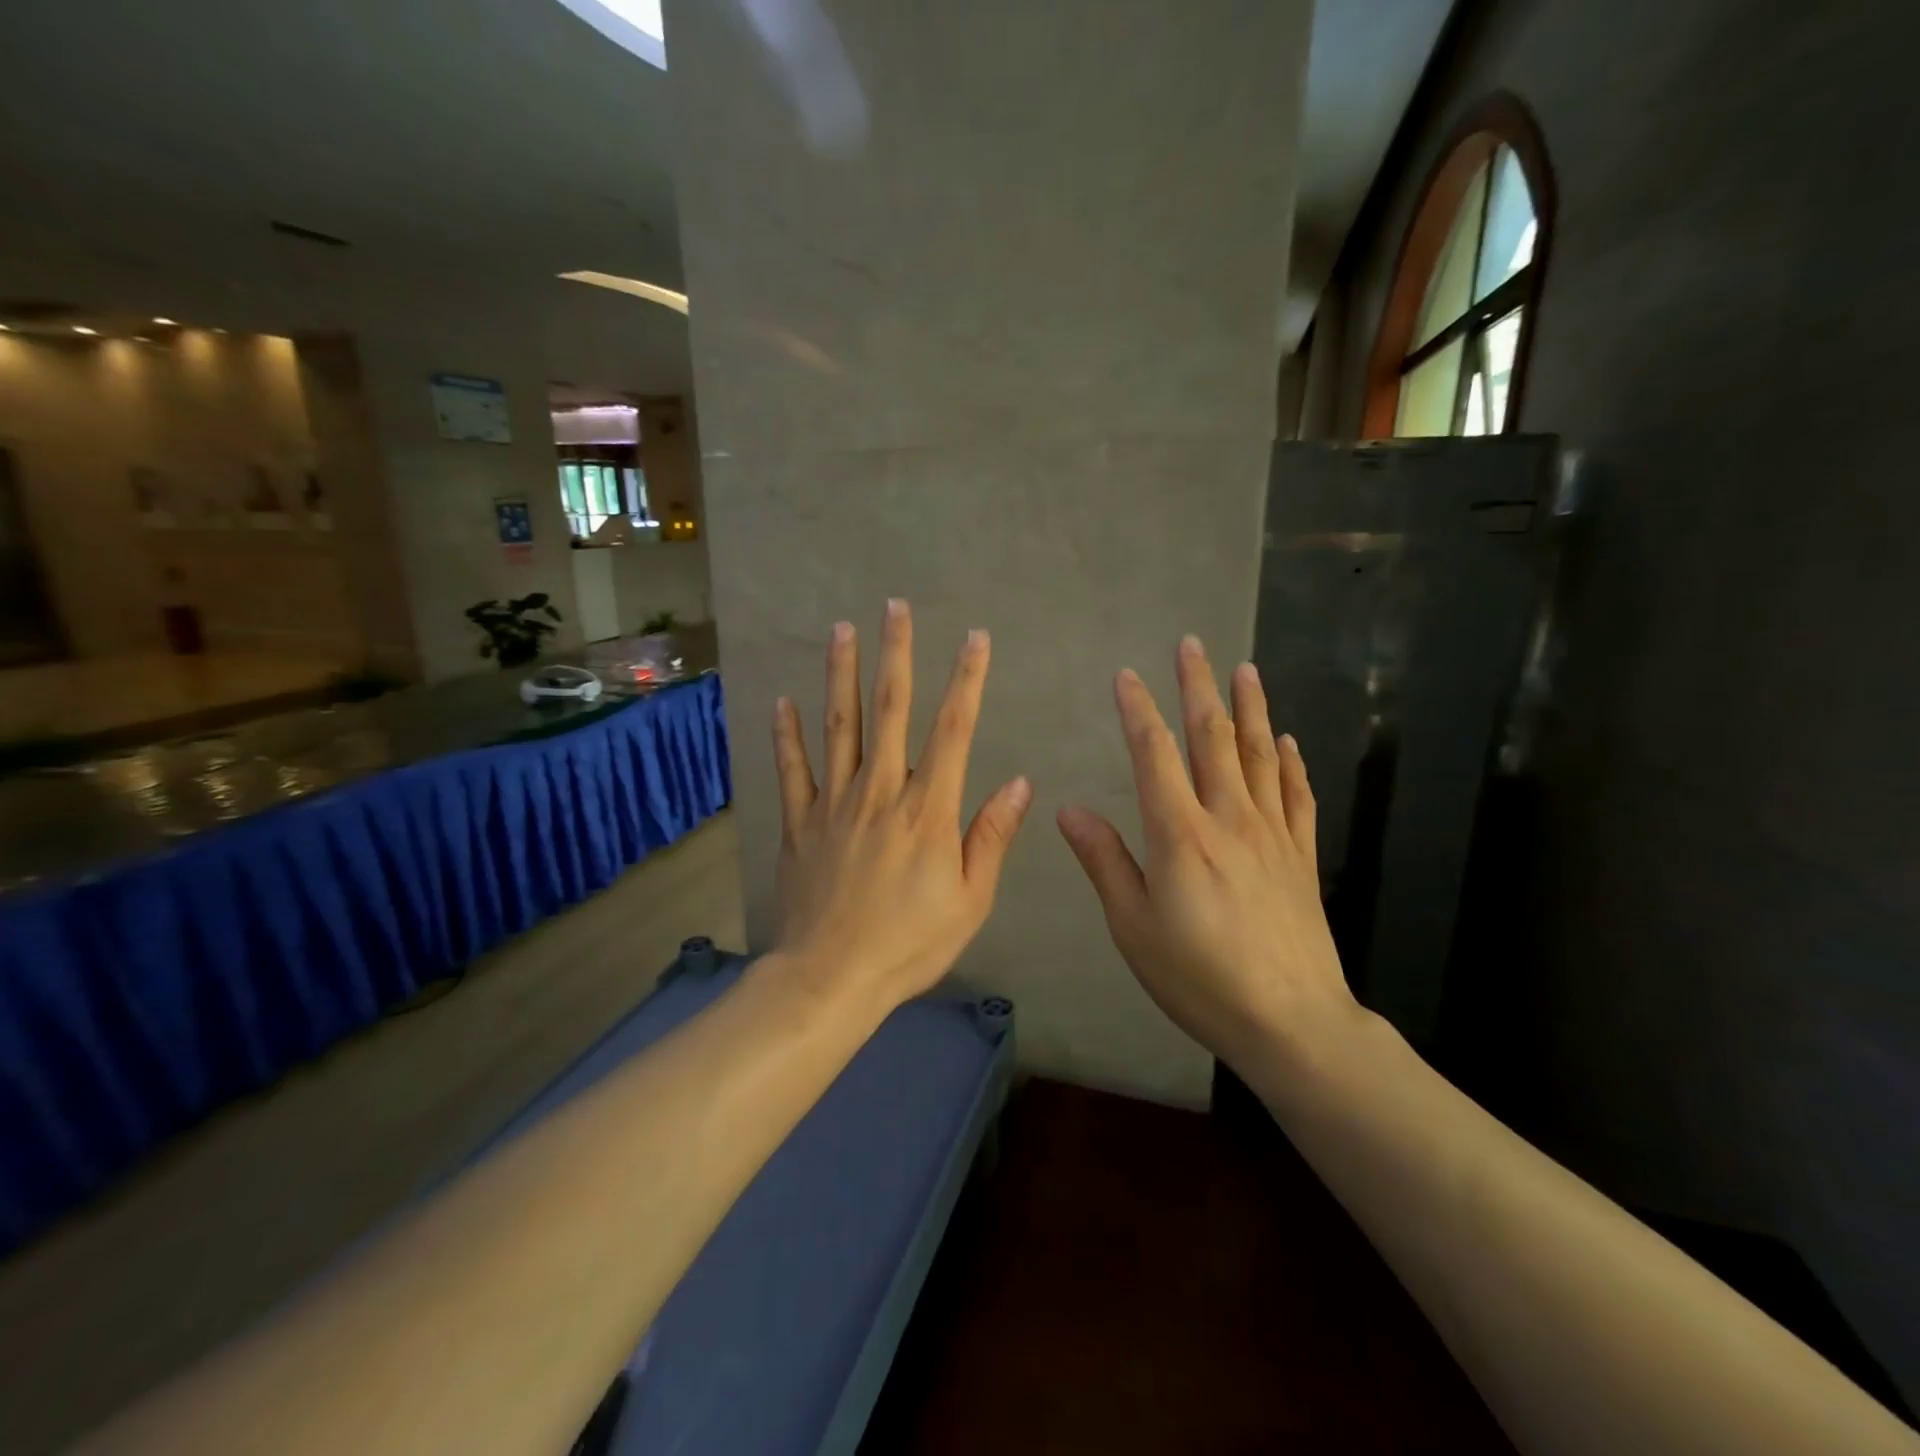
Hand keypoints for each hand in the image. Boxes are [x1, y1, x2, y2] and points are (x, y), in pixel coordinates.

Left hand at [769, 600, 1032, 1016]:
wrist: (831, 978)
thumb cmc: (910, 943)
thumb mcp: (970, 900)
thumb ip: (992, 836)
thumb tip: (1020, 783)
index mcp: (927, 810)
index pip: (953, 729)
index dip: (966, 679)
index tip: (975, 638)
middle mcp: (880, 791)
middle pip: (889, 710)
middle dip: (895, 654)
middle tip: (895, 607)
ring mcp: (833, 803)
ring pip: (838, 726)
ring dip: (841, 674)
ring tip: (841, 629)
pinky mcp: (798, 822)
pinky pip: (792, 769)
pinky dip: (786, 734)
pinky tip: (782, 701)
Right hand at [1057, 636, 1363, 1071]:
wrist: (1290, 1021)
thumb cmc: (1198, 977)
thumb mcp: (1133, 927)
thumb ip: (1104, 862)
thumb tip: (1069, 810)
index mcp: (1180, 833)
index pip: (1155, 755)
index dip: (1138, 711)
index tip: (1126, 676)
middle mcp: (1229, 818)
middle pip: (1213, 738)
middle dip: (1198, 687)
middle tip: (1192, 645)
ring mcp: (1272, 834)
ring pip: (1260, 755)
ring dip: (1250, 708)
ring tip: (1245, 669)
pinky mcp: (1301, 855)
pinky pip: (1297, 795)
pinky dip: (1292, 762)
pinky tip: (1287, 740)